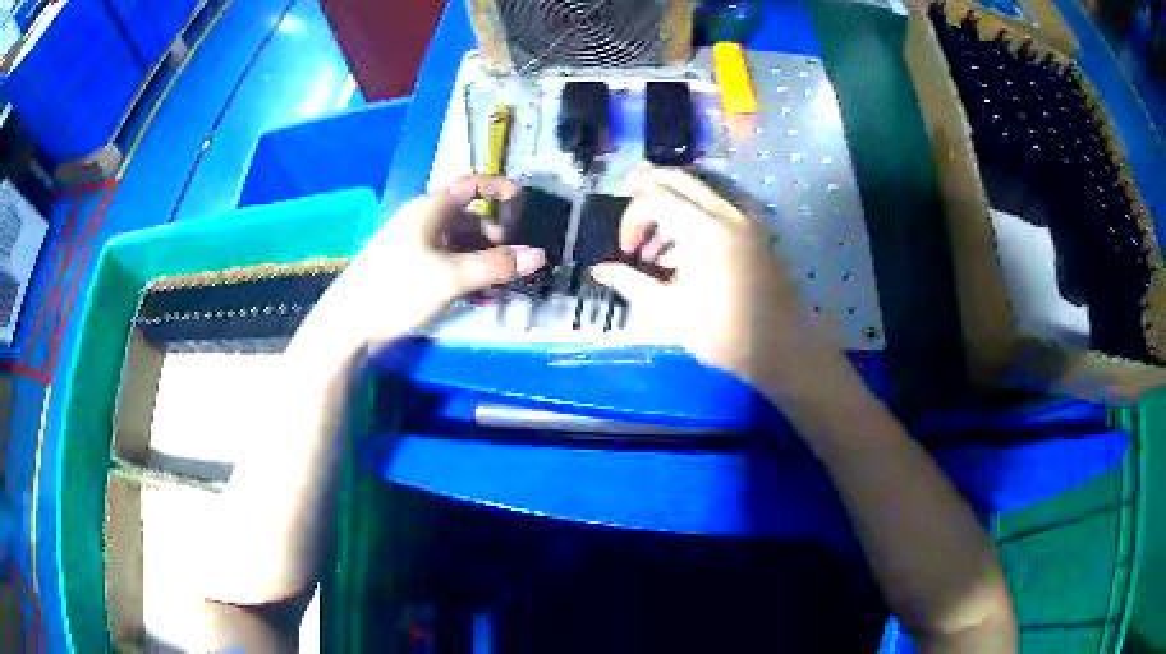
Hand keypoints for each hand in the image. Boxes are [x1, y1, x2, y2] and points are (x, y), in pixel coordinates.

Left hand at [299, 176, 545, 356]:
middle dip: (494, 238)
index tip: (521, 200)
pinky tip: (476, 297)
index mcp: (430, 210)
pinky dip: (464, 274)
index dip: (497, 188)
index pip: (470, 185)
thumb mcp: (452, 277)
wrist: (348, 323)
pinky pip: (445, 263)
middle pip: (467, 220)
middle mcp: (422, 222)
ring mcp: (413, 246)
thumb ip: (497, 266)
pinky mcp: (407, 270)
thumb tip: (539, 256)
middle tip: (512, 263)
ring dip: (481, 261)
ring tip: (498, 287)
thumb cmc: (398, 289)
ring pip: (457, 245)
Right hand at [591, 167, 856, 400]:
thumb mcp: (669, 310)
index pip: (655, 197)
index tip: (626, 251)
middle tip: (626, 199)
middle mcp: (726, 213)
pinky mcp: (755, 233)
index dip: (632, 217)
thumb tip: (599, 269)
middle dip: (648, 186)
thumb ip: (631, 282)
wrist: (782, 347)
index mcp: (702, 229)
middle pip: (679, 179)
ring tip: (654, 247)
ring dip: (671, 204)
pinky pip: (719, 208)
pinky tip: (683, 252)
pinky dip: (694, 215)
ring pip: (700, 192)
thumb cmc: (723, 333)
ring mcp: (745, 220)